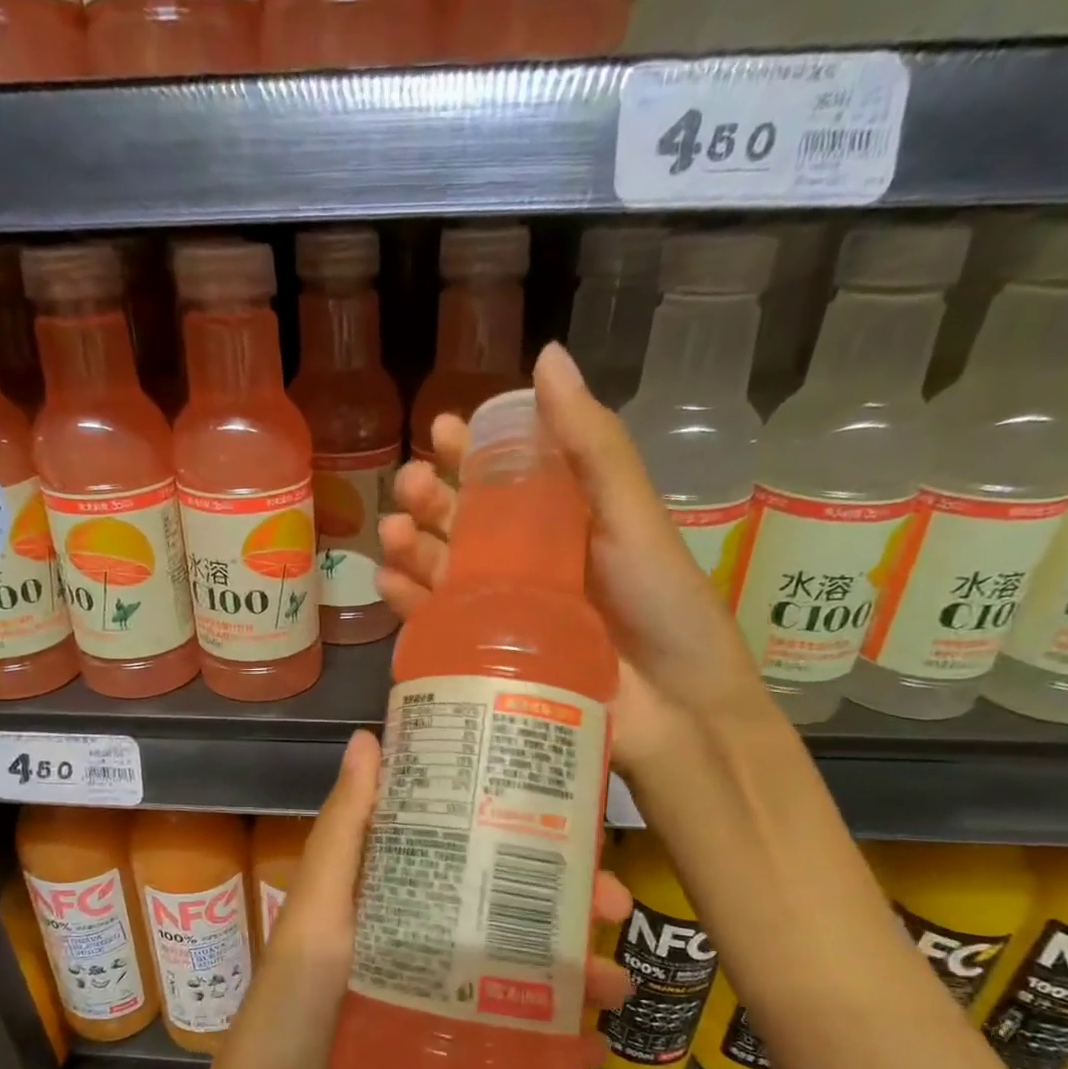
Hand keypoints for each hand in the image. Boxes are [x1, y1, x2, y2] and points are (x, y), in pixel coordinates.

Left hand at [202, 730, 635, 1068]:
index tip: (567, 808)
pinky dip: (564, 1040)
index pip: (456, 841)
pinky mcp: (457, 1056)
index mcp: (387, 895)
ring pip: (522, 968)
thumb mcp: (317, 916)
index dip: (509, 822)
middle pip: (502, 903)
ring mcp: (442, 999)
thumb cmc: (288, 1018)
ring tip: (618, 983)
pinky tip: (604, 1044)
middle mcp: (418, 936)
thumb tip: (370, 738)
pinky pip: (520, 1039)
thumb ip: (345, 834)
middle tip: (614, 900)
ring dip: (576, 969)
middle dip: (563, 898)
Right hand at [377, 342, 781, 784]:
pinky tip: (389, 582)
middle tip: (409, 486)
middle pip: (464, 521)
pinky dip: (409, 601)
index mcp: (565, 521)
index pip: (506, 475)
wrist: (678, 711)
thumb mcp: (632, 518)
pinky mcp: (487, 656)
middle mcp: (529, 562)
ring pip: (443, 570)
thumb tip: (546, 357)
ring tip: (392, 533)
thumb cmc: (664, 607)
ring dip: (410, 546)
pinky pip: (437, 623)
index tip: (443, 431)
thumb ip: (592, 446)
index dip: (472, 450)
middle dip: (430, 498)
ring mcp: (504, 611)